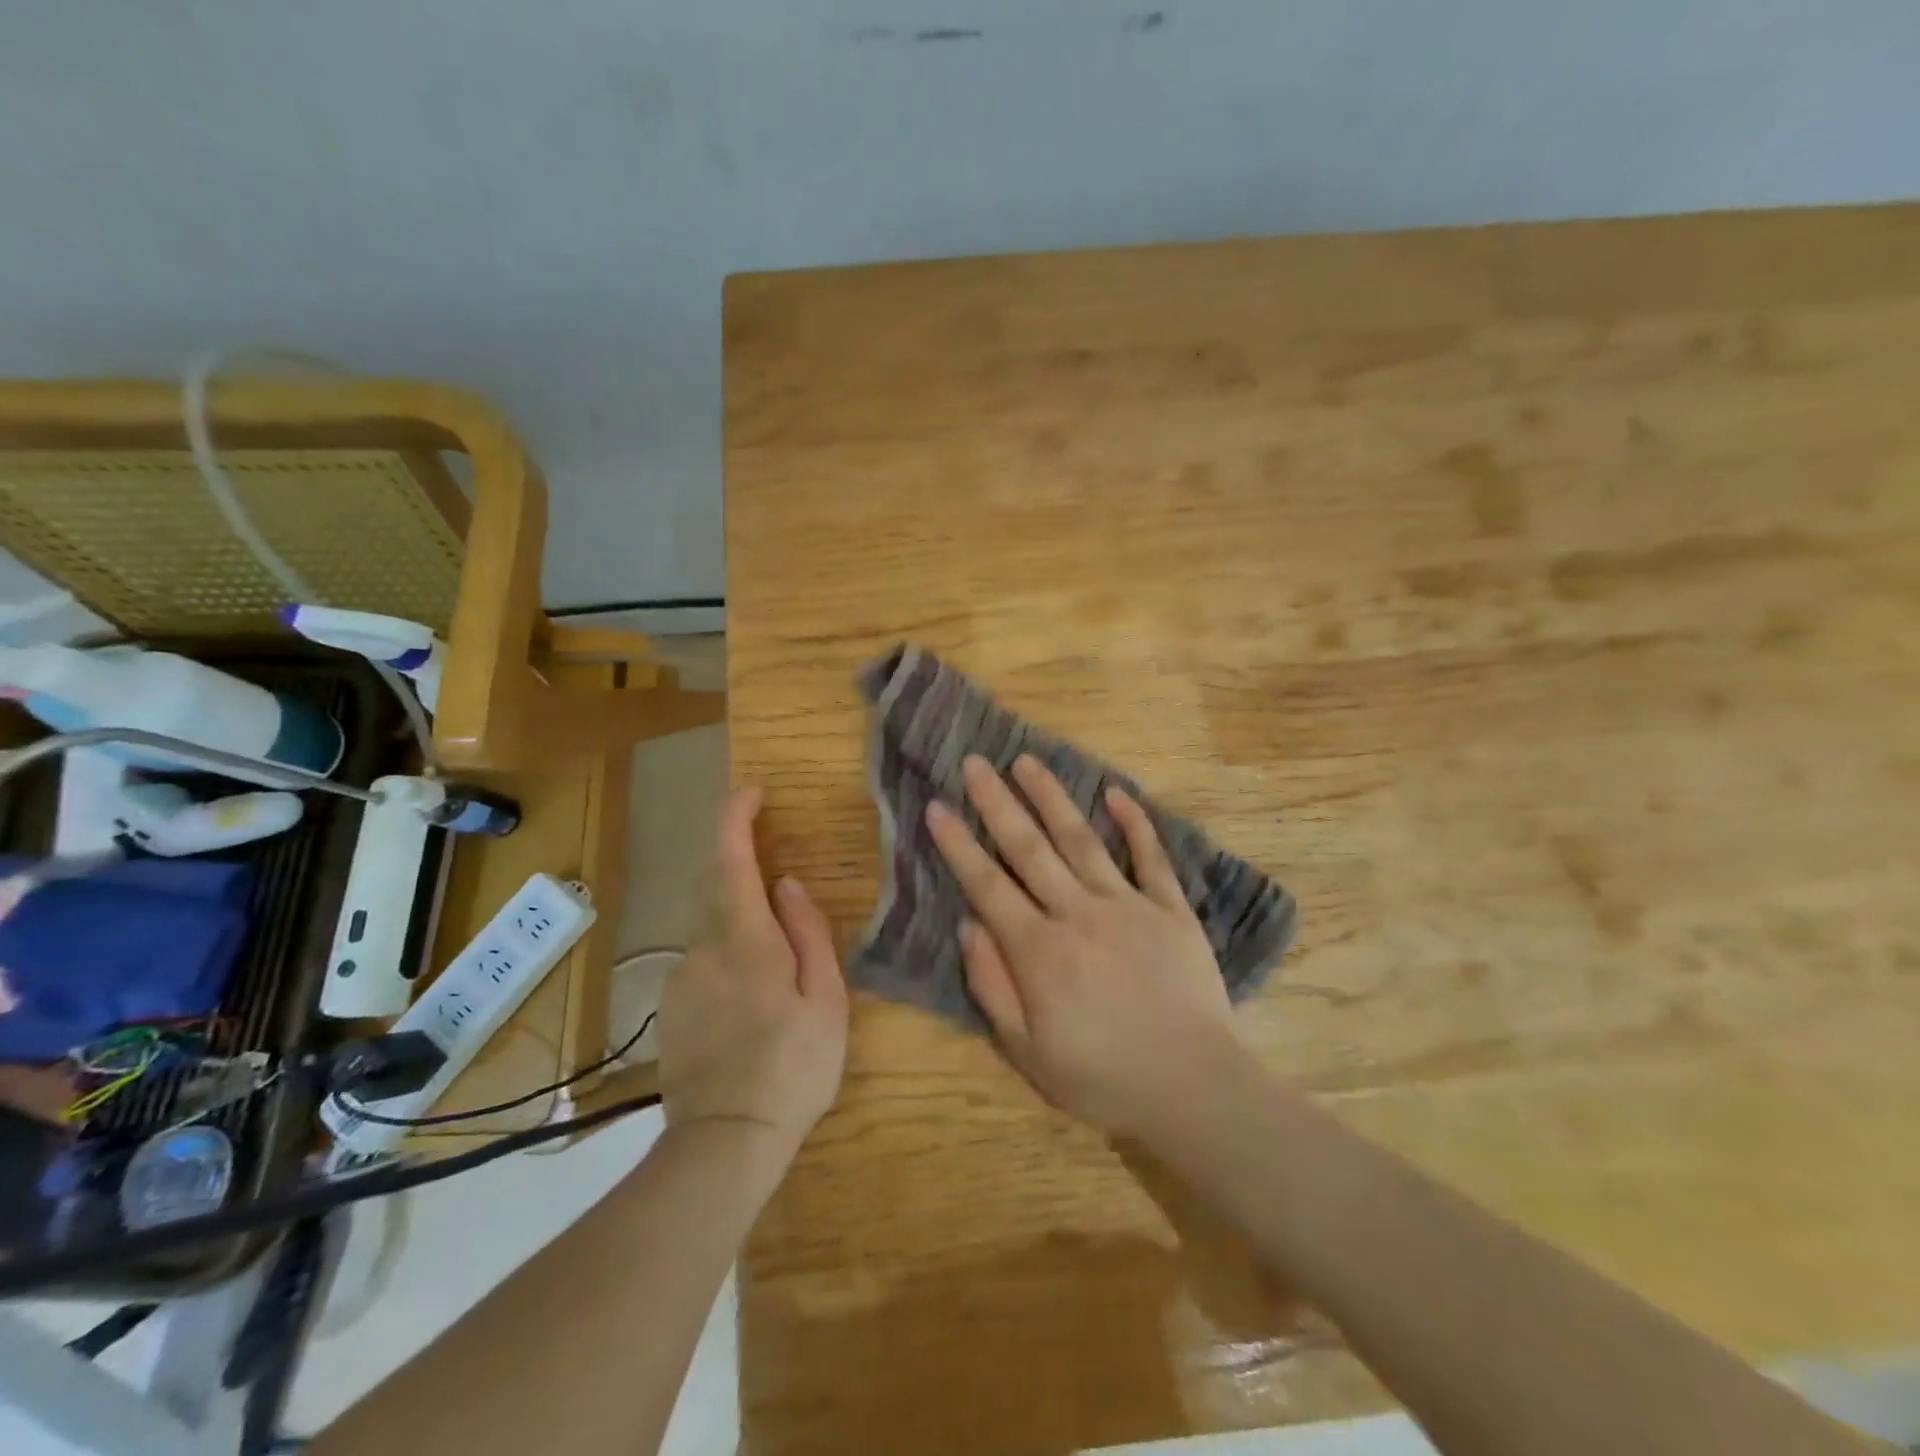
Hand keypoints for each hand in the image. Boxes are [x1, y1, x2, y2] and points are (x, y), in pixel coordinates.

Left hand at [658, 786, 847, 1164]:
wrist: (723, 1144)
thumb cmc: (792, 1069)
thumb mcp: (825, 1001)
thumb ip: (808, 935)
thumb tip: (789, 884)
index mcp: (746, 942)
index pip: (730, 861)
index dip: (735, 818)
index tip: (750, 791)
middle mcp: (704, 949)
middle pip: (715, 886)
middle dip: (739, 860)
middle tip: (777, 864)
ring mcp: (682, 978)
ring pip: (711, 925)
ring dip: (739, 915)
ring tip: (777, 954)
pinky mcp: (673, 1006)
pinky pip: (704, 958)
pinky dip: (729, 951)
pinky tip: (753, 994)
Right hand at [924, 754, 1238, 1137]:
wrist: (1194, 1088)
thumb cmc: (1103, 1078)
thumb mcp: (1027, 1052)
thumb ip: (993, 986)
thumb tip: (970, 925)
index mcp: (1039, 950)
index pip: (987, 884)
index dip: (958, 844)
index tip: (937, 806)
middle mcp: (1078, 913)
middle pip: (1029, 848)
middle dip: (998, 802)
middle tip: (975, 763)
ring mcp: (1128, 905)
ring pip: (1082, 840)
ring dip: (1052, 798)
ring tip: (1028, 761)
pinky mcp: (1170, 909)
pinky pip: (1151, 857)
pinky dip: (1135, 823)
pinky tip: (1117, 793)